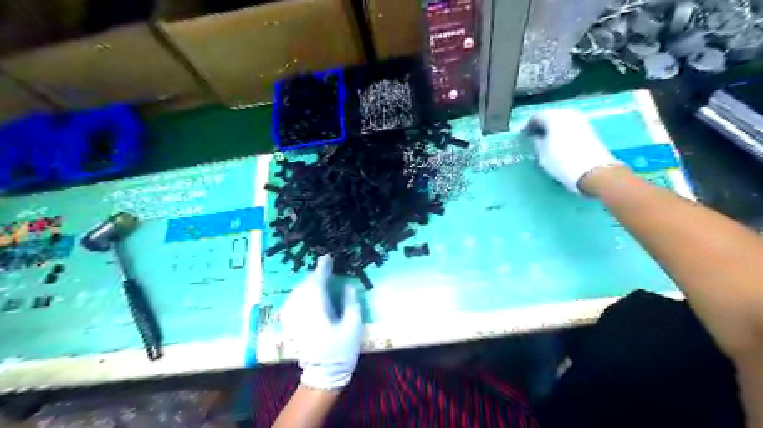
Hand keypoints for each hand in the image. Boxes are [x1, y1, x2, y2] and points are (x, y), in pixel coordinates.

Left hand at [280, 256, 363, 388]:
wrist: (323, 376)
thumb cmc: (341, 352)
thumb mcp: (353, 327)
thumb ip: (351, 303)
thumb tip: (348, 286)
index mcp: (317, 311)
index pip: (317, 283)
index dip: (322, 269)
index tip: (327, 258)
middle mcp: (302, 312)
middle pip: (305, 286)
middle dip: (315, 275)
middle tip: (326, 268)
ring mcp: (294, 319)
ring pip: (297, 292)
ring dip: (308, 283)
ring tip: (319, 278)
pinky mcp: (292, 325)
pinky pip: (293, 302)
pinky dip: (301, 293)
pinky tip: (307, 293)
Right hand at [529, 108, 621, 192]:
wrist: (593, 171)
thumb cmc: (561, 161)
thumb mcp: (542, 154)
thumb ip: (537, 141)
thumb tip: (537, 136)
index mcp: (554, 117)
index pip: (536, 116)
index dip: (528, 126)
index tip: (524, 135)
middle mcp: (568, 114)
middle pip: (551, 115)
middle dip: (542, 124)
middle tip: (535, 135)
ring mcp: (581, 121)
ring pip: (562, 120)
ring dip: (553, 127)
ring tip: (546, 139)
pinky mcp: (589, 129)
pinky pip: (571, 126)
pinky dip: (563, 131)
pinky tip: (559, 141)